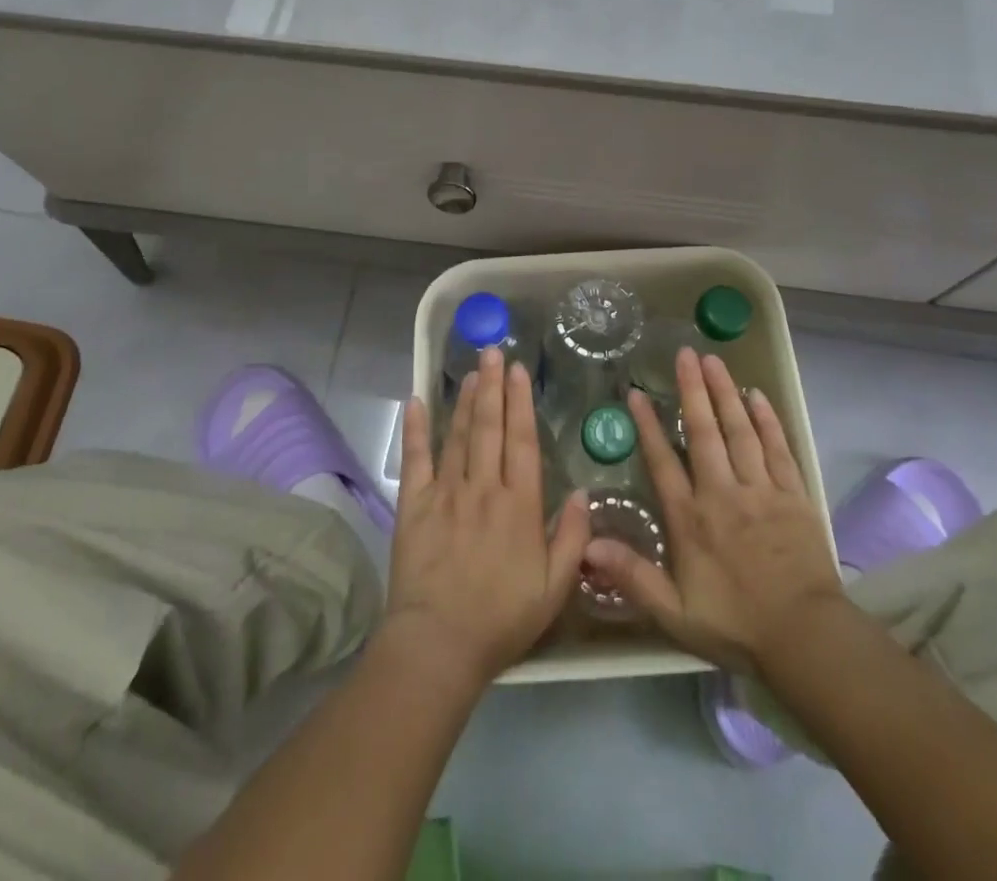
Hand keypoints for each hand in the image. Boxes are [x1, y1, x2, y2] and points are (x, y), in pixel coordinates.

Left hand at [382, 347, 589, 688]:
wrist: (439, 644)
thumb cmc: (502, 619)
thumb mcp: (555, 588)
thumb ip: (573, 538)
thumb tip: (583, 493)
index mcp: (519, 504)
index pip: (522, 440)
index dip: (521, 402)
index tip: (519, 371)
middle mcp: (483, 487)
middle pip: (489, 426)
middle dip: (492, 386)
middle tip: (493, 351)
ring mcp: (446, 493)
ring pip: (457, 435)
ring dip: (464, 400)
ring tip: (470, 371)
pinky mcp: (414, 505)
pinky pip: (416, 459)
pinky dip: (416, 429)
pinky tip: (416, 401)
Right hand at [584, 348, 843, 673]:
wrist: (805, 638)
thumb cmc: (736, 625)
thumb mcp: (674, 613)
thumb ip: (632, 576)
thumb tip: (587, 545)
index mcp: (691, 518)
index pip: (663, 462)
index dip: (649, 426)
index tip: (637, 393)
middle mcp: (723, 493)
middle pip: (705, 431)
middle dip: (693, 390)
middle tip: (685, 353)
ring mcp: (761, 490)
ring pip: (740, 430)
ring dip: (726, 393)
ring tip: (715, 360)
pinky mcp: (793, 494)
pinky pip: (778, 447)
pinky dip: (767, 419)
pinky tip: (757, 395)